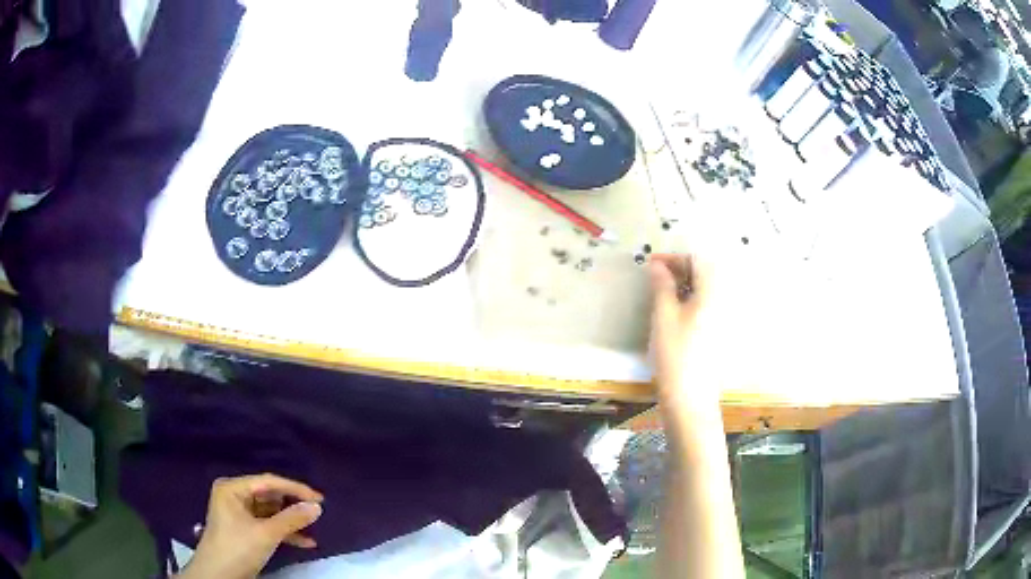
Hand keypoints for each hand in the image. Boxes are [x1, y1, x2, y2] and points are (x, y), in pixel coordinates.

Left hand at [177, 474, 323, 578]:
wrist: (218, 576)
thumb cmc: (238, 548)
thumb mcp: (266, 534)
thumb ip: (291, 519)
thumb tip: (316, 507)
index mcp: (233, 489)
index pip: (268, 482)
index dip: (295, 489)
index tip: (320, 499)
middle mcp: (234, 496)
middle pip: (269, 496)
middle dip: (292, 506)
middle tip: (317, 513)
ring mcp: (238, 513)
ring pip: (270, 512)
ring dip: (291, 522)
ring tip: (313, 529)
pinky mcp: (244, 530)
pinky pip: (267, 525)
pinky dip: (284, 533)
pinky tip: (305, 542)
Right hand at [648, 253, 714, 403]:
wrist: (690, 398)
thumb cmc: (675, 354)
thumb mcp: (664, 316)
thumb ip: (662, 285)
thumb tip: (657, 265)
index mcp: (713, 292)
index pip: (697, 260)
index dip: (673, 258)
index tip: (651, 264)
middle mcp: (725, 300)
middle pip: (705, 273)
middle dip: (680, 269)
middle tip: (655, 277)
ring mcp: (725, 318)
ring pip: (707, 289)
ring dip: (685, 284)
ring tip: (662, 292)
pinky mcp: (721, 332)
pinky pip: (709, 305)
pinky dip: (692, 299)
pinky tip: (677, 311)